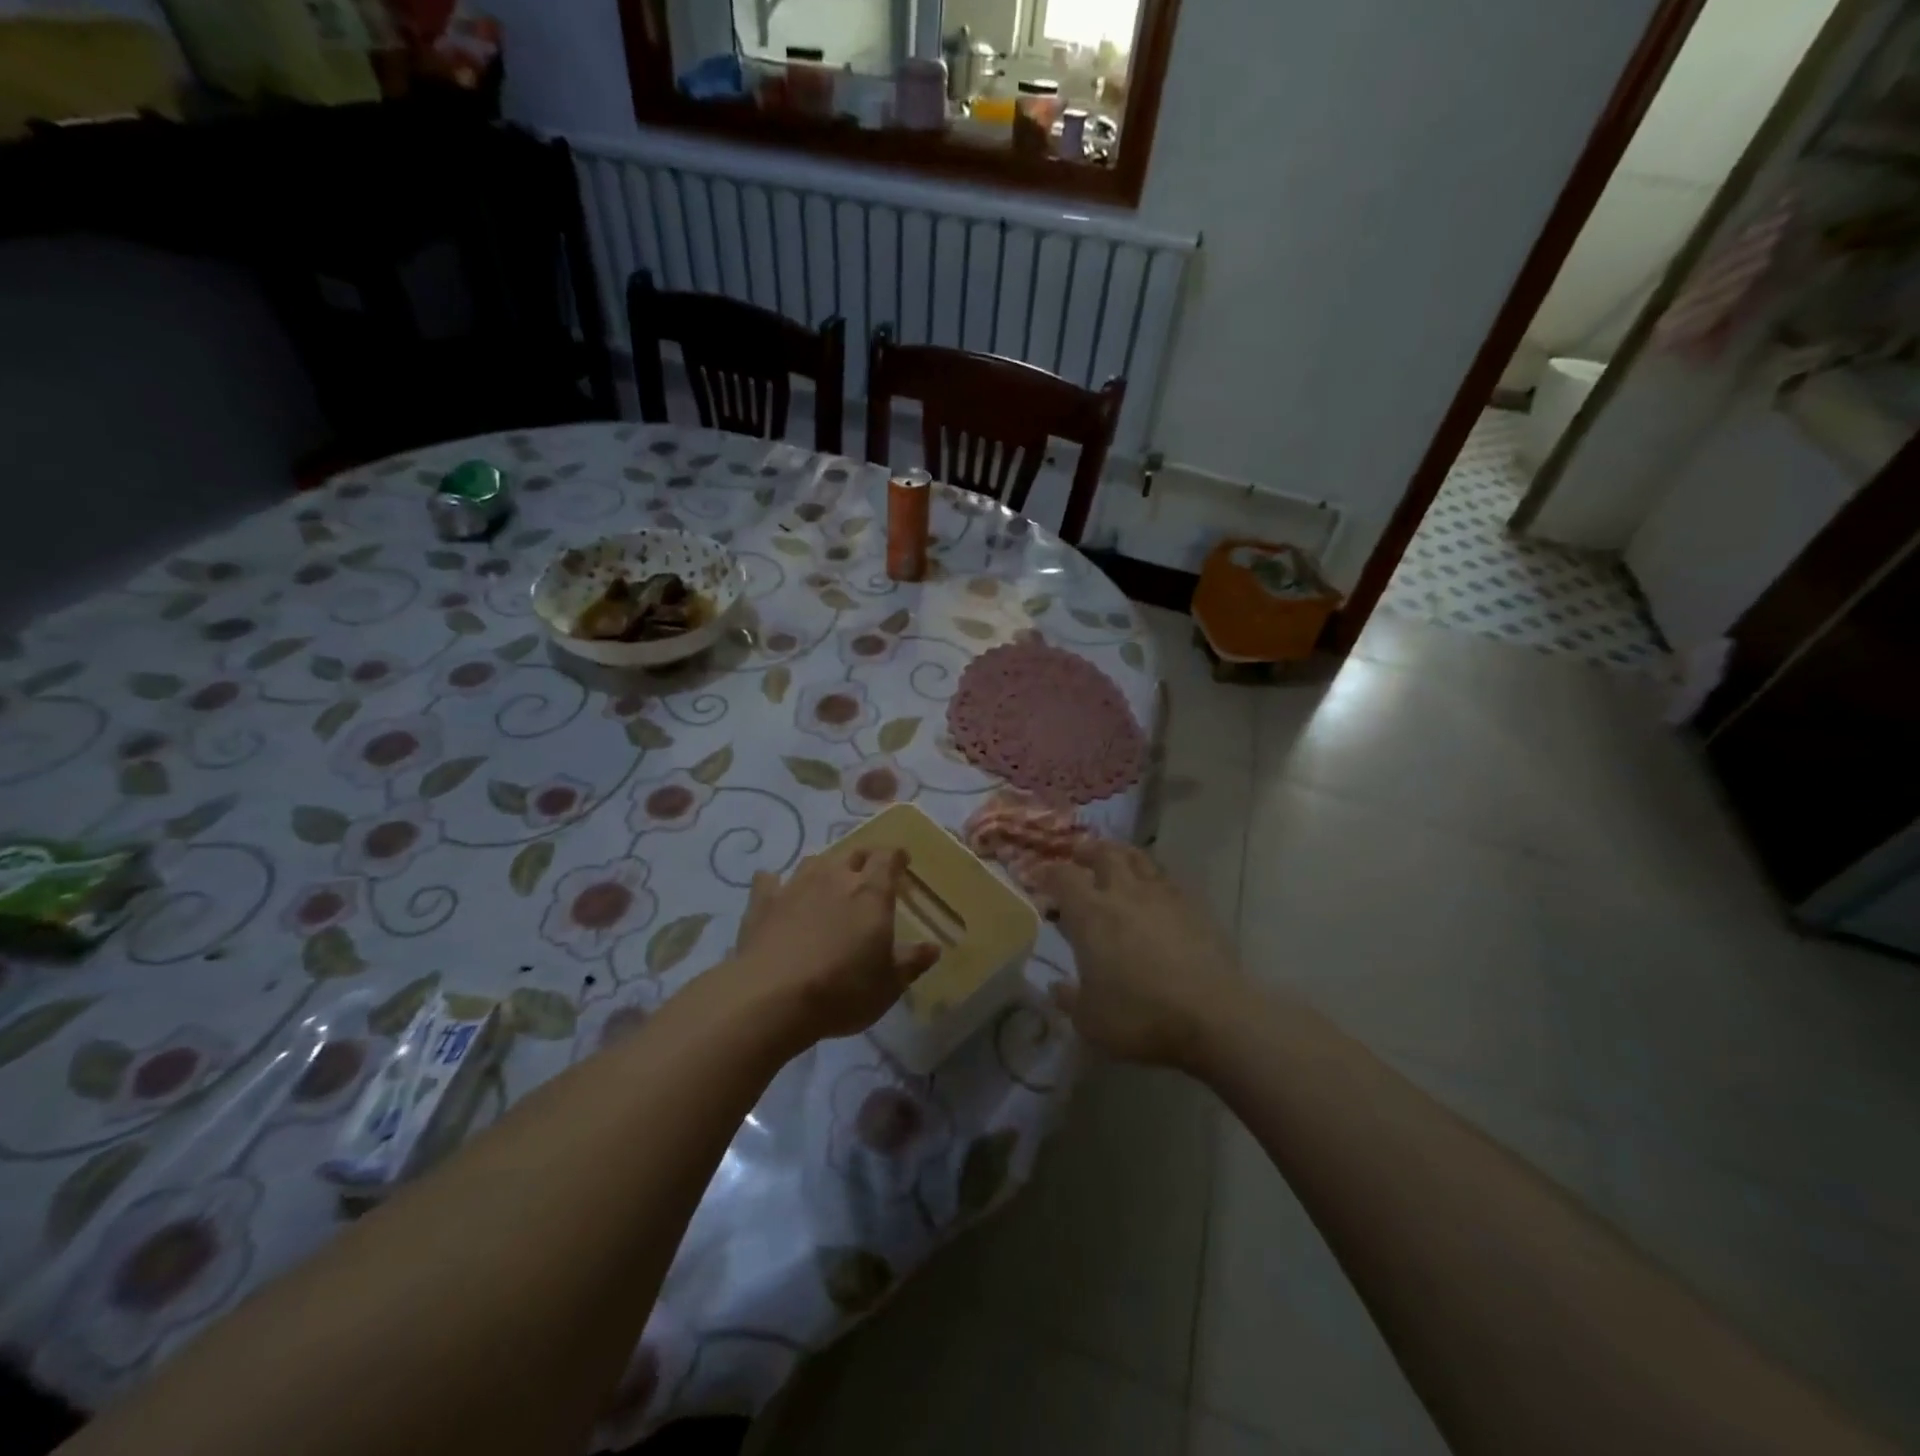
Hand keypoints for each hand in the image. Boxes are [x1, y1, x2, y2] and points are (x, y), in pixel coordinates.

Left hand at [730, 848, 937, 1047]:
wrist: (771, 998)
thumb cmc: (842, 990)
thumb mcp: (889, 985)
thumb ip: (912, 962)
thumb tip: (933, 948)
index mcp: (871, 892)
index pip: (887, 857)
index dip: (896, 856)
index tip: (902, 862)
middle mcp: (834, 877)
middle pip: (853, 852)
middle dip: (864, 859)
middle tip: (869, 874)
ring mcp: (795, 885)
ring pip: (814, 861)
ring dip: (825, 868)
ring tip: (828, 882)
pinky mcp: (762, 902)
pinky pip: (769, 880)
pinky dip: (775, 882)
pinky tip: (776, 890)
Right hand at [1035, 839, 1242, 1067]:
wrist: (1213, 1016)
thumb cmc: (1139, 1016)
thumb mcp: (1090, 1020)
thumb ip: (1070, 1000)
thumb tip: (1057, 988)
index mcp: (1091, 913)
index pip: (1063, 877)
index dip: (1048, 874)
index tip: (1040, 878)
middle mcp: (1124, 893)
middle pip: (1104, 854)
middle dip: (1088, 851)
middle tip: (1080, 856)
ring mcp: (1163, 896)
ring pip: (1139, 859)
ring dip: (1122, 855)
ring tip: (1117, 861)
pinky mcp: (1194, 907)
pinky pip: (1167, 880)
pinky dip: (1153, 878)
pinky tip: (1154, 893)